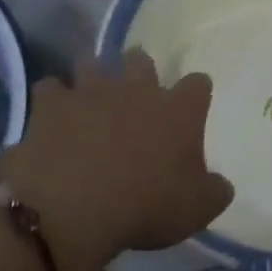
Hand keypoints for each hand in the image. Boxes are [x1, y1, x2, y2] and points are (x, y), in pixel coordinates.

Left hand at [0, 50, 234, 270]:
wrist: (75, 206)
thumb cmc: (146, 206)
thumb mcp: (197, 210)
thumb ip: (214, 192)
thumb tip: (221, 184)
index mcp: (178, 111)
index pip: (198, 85)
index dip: (196, 92)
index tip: (193, 104)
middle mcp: (137, 90)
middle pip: (141, 60)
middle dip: (140, 69)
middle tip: (136, 89)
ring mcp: (91, 92)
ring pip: (93, 64)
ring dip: (93, 76)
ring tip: (90, 94)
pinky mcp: (52, 105)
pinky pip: (50, 88)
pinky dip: (53, 99)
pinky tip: (52, 115)